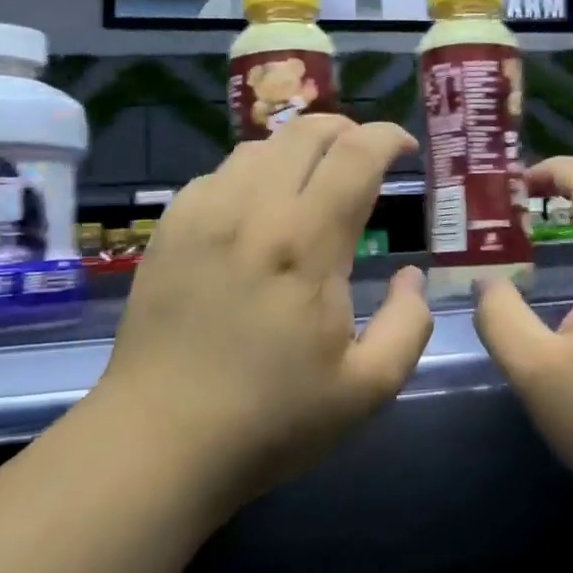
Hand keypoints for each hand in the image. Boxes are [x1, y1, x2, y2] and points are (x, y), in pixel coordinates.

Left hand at [93, 117, 432, 510]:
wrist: (159, 442)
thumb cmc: (271, 419)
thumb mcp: (368, 388)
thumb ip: (408, 324)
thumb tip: (412, 275)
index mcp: (307, 244)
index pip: (355, 155)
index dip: (387, 137)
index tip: (405, 148)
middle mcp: (254, 211)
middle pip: (304, 131)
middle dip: (346, 130)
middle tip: (364, 157)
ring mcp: (203, 215)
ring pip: (259, 147)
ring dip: (298, 150)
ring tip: (313, 181)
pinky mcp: (170, 230)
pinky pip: (218, 174)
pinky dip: (252, 173)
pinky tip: (257, 210)